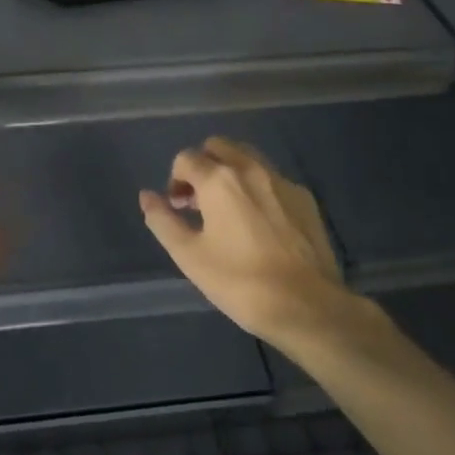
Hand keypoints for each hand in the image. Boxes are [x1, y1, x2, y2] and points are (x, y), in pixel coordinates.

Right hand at [139, 137, 352, 357]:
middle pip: (217, 146)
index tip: (178, 209)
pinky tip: (261, 222)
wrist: (308, 308)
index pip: (186, 159)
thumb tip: (146, 196)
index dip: (175, 181)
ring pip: (247, 157)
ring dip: (230, 171)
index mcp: (218, 179)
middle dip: (202, 166)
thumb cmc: (240, 282)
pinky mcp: (305, 198)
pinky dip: (258, 187)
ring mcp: (281, 181)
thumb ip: (163, 221)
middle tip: (200, 202)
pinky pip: (272, 178)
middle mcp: (249, 168)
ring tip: (229, 208)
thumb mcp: (189, 256)